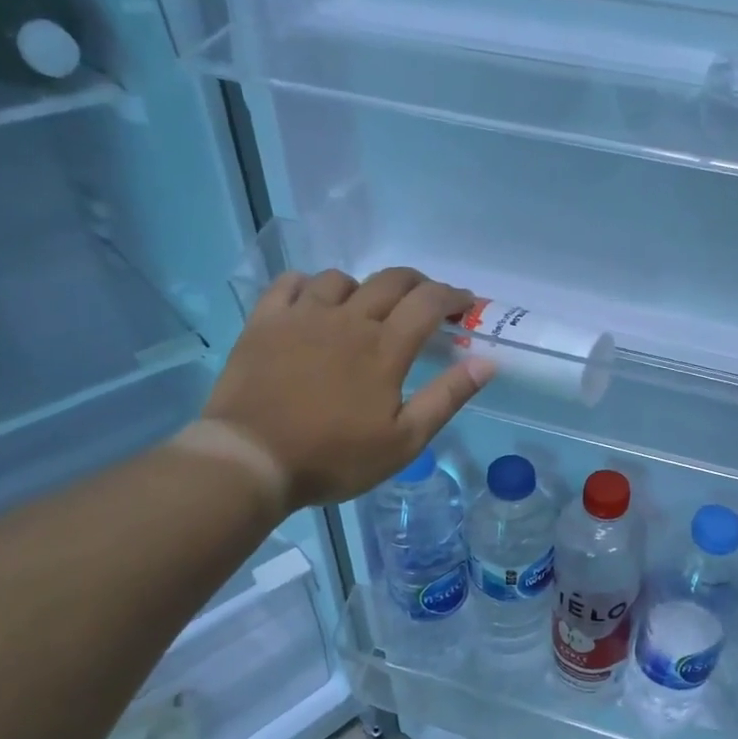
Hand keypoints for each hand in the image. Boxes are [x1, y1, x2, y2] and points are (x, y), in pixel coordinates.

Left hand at [202, 266, 495, 509]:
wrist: (251, 459)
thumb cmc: (334, 457)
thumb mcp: (404, 440)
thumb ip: (447, 397)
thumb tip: (487, 362)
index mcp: (385, 347)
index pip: (429, 302)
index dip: (453, 297)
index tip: (466, 305)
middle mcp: (348, 319)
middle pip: (391, 280)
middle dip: (418, 284)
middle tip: (427, 301)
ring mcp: (302, 316)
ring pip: (342, 279)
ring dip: (365, 287)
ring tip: (367, 308)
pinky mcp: (265, 322)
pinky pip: (291, 283)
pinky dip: (310, 285)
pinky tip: (314, 302)